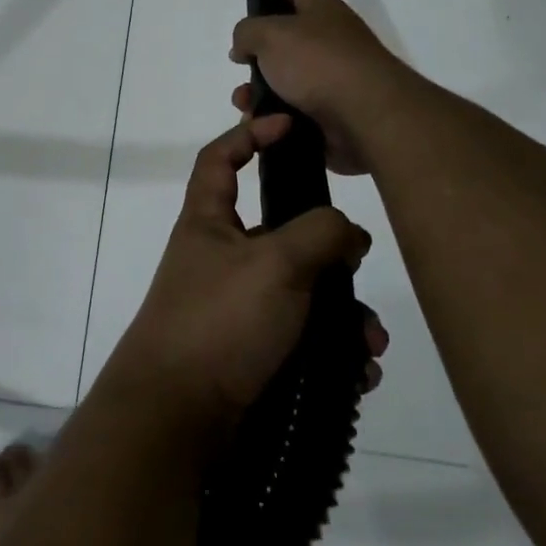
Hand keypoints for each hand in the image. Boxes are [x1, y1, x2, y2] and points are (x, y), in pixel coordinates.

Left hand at [101, 117, 387, 435]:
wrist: (176, 420)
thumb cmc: (219, 321)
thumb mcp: (276, 262)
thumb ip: (320, 233)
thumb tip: (348, 235)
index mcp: (209, 222)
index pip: (220, 159)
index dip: (249, 134)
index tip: (289, 126)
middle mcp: (221, 259)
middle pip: (283, 234)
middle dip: (330, 254)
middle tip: (360, 271)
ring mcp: (236, 309)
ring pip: (302, 293)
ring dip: (343, 315)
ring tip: (369, 345)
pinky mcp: (251, 354)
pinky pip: (302, 340)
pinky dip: (332, 352)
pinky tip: (358, 373)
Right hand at [229, 0, 413, 176]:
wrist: (367, 116)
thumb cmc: (319, 62)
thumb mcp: (271, 35)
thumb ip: (248, 32)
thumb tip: (244, 45)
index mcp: (323, 10)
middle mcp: (332, 40)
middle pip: (290, 37)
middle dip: (260, 48)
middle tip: (238, 56)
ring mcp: (335, 78)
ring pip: (287, 79)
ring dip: (260, 89)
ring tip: (243, 101)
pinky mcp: (333, 112)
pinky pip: (294, 110)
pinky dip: (274, 115)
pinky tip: (259, 122)